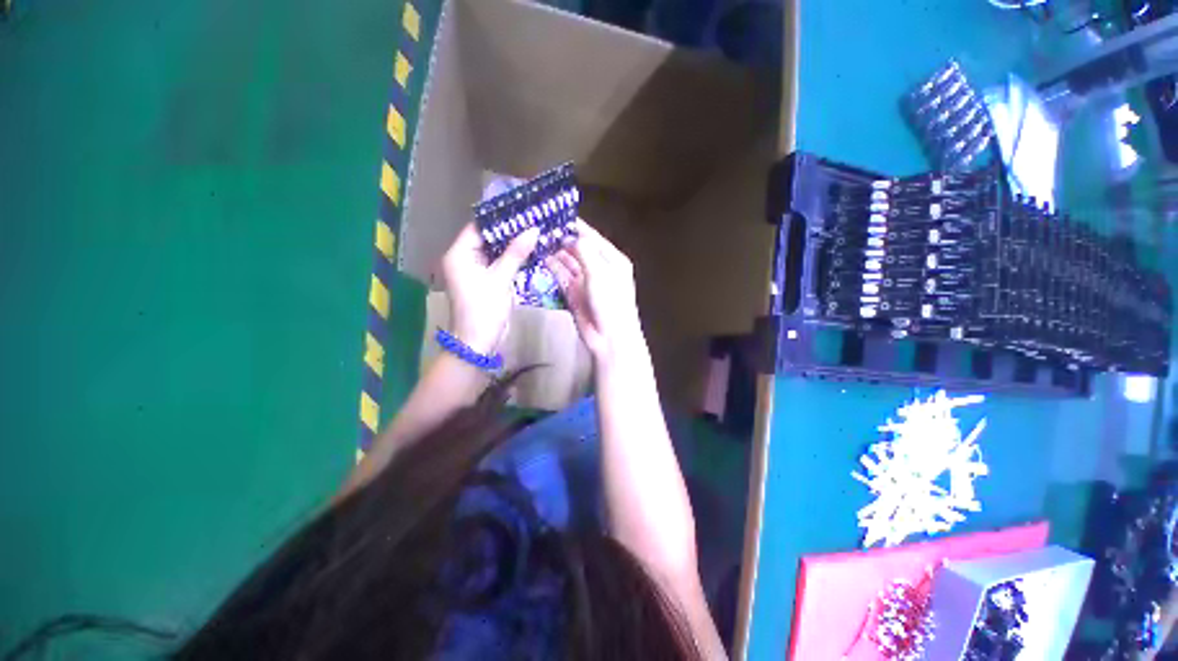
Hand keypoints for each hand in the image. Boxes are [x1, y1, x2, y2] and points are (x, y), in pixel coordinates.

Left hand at [442, 223, 539, 354]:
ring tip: (534, 232)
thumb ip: (516, 253)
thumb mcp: (501, 279)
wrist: (478, 342)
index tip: (522, 211)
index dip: (499, 219)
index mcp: (459, 254)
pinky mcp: (485, 281)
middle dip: (509, 231)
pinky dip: (511, 259)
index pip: (478, 227)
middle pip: (487, 238)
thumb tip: (533, 229)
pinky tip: (528, 251)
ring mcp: (474, 271)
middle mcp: (463, 259)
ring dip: (512, 245)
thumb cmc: (484, 309)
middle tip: (532, 220)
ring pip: (494, 252)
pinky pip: (498, 264)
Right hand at [546, 219, 644, 364]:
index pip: (591, 236)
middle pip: (577, 248)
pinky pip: (561, 277)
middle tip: (539, 226)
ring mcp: (585, 281)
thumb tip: (570, 235)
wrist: (609, 338)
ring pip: (567, 262)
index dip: (574, 225)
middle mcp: (598, 267)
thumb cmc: (611, 302)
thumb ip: (584, 251)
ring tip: (536, 239)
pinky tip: (540, 258)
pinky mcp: (573, 294)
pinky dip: (552, 268)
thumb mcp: (600, 273)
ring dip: (554, 252)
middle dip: (561, 238)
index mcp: (612, 259)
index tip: (555, 213)